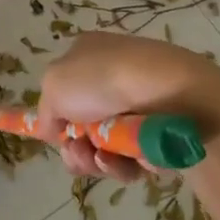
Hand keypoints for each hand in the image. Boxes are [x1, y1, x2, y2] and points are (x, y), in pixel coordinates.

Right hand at [36, 32, 219, 182]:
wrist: (173, 95)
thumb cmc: (105, 79)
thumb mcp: (55, 84)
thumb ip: (45, 109)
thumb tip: (53, 128)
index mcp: (88, 55)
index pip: (65, 90)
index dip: (57, 118)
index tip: (56, 136)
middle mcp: (112, 77)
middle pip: (84, 127)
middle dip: (77, 148)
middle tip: (79, 153)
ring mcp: (139, 105)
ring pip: (107, 149)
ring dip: (99, 161)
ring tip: (104, 158)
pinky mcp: (160, 133)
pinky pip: (134, 159)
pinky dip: (128, 165)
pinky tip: (132, 161)